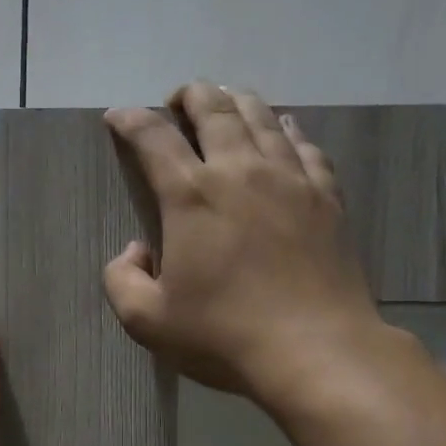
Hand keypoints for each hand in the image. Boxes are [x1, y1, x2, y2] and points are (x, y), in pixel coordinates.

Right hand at [103, 83, 387, 406]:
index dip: (131, 120)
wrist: (316, 350)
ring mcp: (290, 179)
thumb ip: (122, 280)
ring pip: (261, 117)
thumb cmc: (224, 335)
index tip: (118, 116)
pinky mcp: (326, 196)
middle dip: (190, 95)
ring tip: (225, 102)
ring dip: (236, 102)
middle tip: (177, 101)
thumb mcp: (147, 321)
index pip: (154, 138)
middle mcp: (240, 172)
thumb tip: (135, 251)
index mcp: (191, 196)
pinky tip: (284, 130)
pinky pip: (305, 146)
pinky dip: (287, 129)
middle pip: (214, 109)